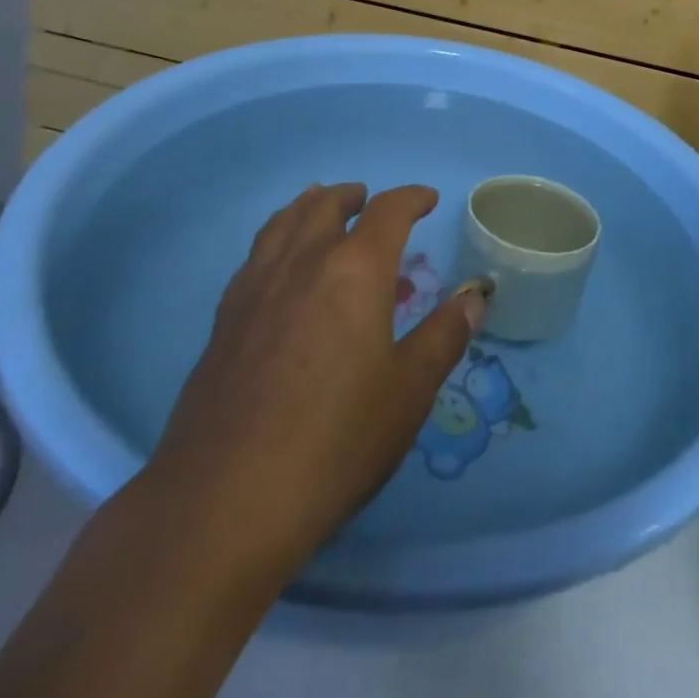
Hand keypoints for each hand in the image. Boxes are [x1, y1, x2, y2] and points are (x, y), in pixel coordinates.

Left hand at [147, 183, 483, 573]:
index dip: (411, 199)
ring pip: (283, 222)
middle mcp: (303, 261)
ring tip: (322, 210)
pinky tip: (282, 268)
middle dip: (352, 196)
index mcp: (355, 269)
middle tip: (368, 200)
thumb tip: (474, 299)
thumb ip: (444, 336)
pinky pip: (257, 254)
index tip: (427, 200)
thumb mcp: (408, 392)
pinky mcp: (224, 319)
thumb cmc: (334, 441)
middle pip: (325, 205)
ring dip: (309, 207)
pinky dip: (278, 238)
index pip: (388, 211)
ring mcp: (256, 287)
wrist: (224, 501)